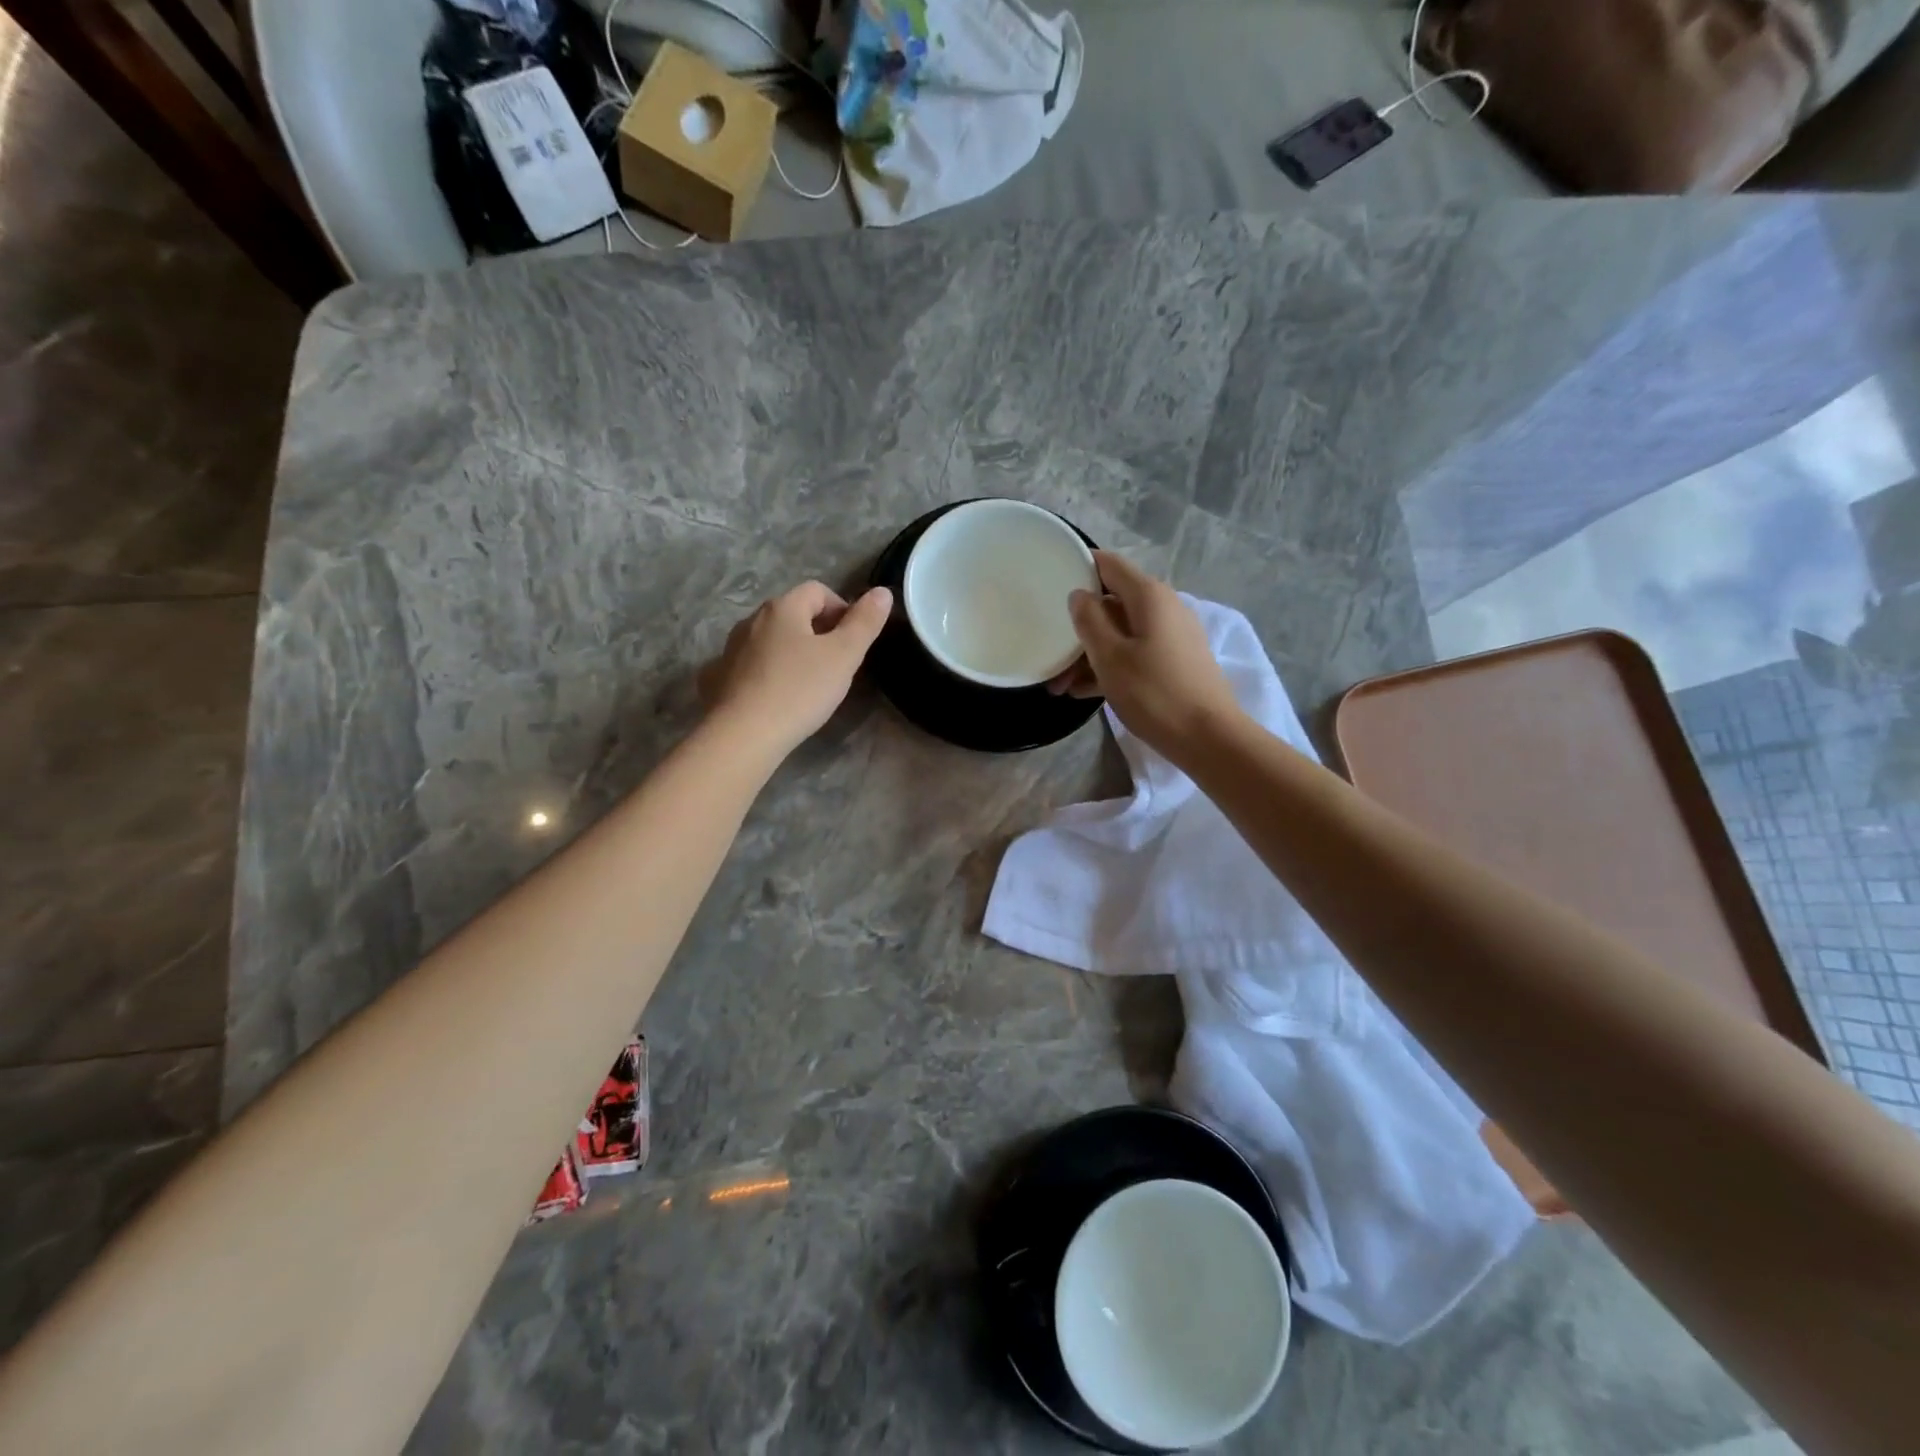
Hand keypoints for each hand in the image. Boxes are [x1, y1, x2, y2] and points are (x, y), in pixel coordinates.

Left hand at [699, 582, 892, 758]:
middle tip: (837, 664)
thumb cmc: (800, 690)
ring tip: (809, 682)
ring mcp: (731, 648)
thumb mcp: (844, 656)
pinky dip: (768, 671)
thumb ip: (865, 622)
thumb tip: (882, 592)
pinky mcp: (719, 677)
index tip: (855, 640)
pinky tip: (777, 696)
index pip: (818, 590)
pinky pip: (751, 664)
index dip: (842, 609)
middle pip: (793, 613)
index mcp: (782, 608)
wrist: (743, 735)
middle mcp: (752, 620)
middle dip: (818, 631)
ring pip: (771, 639)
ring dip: (793, 651)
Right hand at [1048, 552, 1238, 756]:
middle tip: (1049, 651)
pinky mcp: (1174, 662)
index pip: (1108, 564)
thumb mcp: (1110, 657)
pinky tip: (1084, 692)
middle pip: (1112, 603)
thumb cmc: (1154, 693)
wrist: (1208, 738)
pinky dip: (1110, 666)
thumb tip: (1079, 595)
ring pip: (1121, 633)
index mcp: (1149, 596)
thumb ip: (1089, 620)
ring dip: (1089, 653)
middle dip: (1079, 625)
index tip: (1049, 584)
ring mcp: (1171, 635)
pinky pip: (1134, 653)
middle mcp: (1163, 607)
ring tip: (1060, 685)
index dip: (1078, 568)